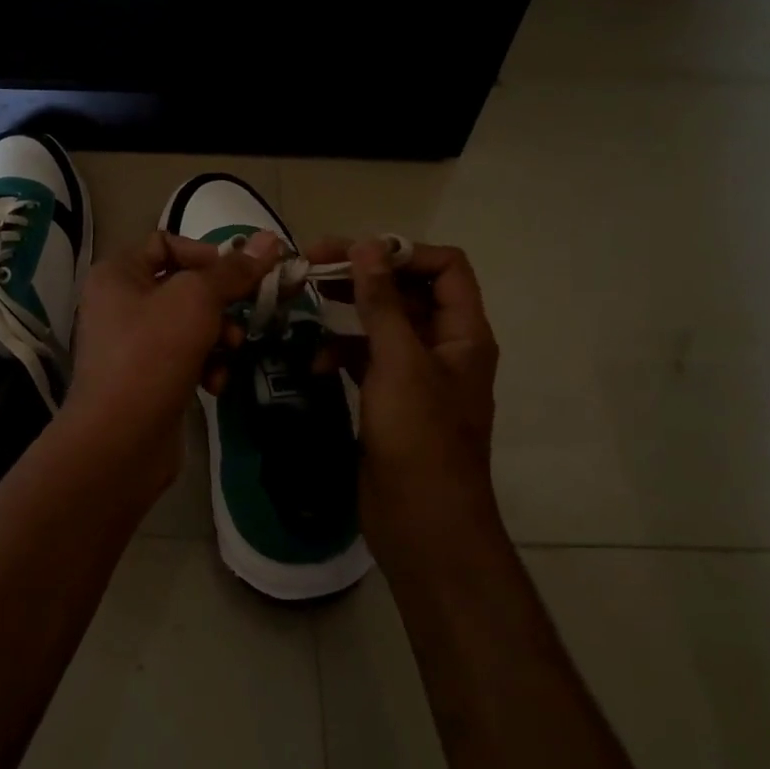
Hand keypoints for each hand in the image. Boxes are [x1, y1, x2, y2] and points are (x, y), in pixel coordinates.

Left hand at [56, 229, 280, 494]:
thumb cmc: (153, 354)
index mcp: (118, 273)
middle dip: (220, 302)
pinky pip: (185, 358)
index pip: (167, 243)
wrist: (120, 440)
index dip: (206, 253)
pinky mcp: (147, 378)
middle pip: (184, 286)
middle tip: (247, 315)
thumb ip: (233, 271)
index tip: (240, 274)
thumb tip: (270, 239)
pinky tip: (215, 385)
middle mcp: (119, 303)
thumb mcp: (197, 301)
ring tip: (229, 353)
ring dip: (219, 338)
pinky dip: (205, 366)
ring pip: (190, 325)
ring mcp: (132, 344)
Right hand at [310, 238, 502, 571]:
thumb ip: (383, 302)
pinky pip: (365, 360)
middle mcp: (444, 347)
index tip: (354, 252)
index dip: (403, 252)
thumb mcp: (399, 362)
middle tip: (313, 264)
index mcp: (463, 333)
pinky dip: (340, 354)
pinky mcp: (390, 399)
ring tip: (306, 302)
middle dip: (364, 276)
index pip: (445, 267)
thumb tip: (367, 245)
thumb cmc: (419, 437)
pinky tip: (314, 363)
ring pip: (382, 325)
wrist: (421, 522)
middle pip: (408, 292)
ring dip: (348, 313)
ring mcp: (416, 375)